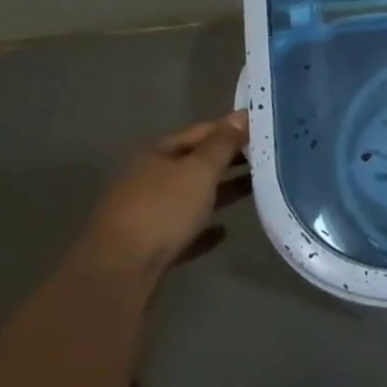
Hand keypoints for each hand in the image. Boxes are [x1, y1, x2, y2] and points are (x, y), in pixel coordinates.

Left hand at [76, 112, 250, 286]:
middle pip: (196, 164)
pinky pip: (185, 231)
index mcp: (158, 154)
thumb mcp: (198, 171)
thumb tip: (240, 115)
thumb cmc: (162, 210)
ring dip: (221, 192)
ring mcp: (148, 213)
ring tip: (256, 190)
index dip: (231, 128)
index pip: (201, 132)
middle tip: (267, 158)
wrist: (120, 271)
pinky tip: (223, 231)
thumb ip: (222, 144)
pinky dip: (204, 228)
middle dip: (229, 160)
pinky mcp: (151, 246)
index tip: (264, 128)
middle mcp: (151, 179)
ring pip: (192, 197)